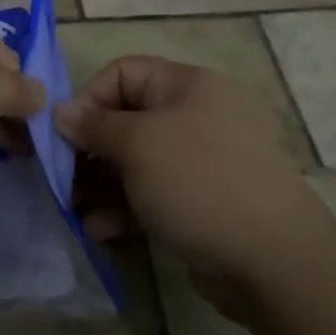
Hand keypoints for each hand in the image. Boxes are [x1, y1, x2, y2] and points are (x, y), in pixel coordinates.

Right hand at [56, 57, 319, 310]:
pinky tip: (100, 229)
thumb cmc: (199, 182)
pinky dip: (127, 206)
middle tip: (62, 176)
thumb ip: (95, 126)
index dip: (90, 97)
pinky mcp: (206, 202)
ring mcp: (205, 162)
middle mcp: (199, 116)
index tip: (64, 134)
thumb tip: (62, 111)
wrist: (274, 262)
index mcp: (191, 86)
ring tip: (74, 208)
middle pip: (130, 118)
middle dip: (91, 148)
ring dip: (102, 182)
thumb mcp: (138, 145)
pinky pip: (156, 193)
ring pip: (140, 160)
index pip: (125, 72)